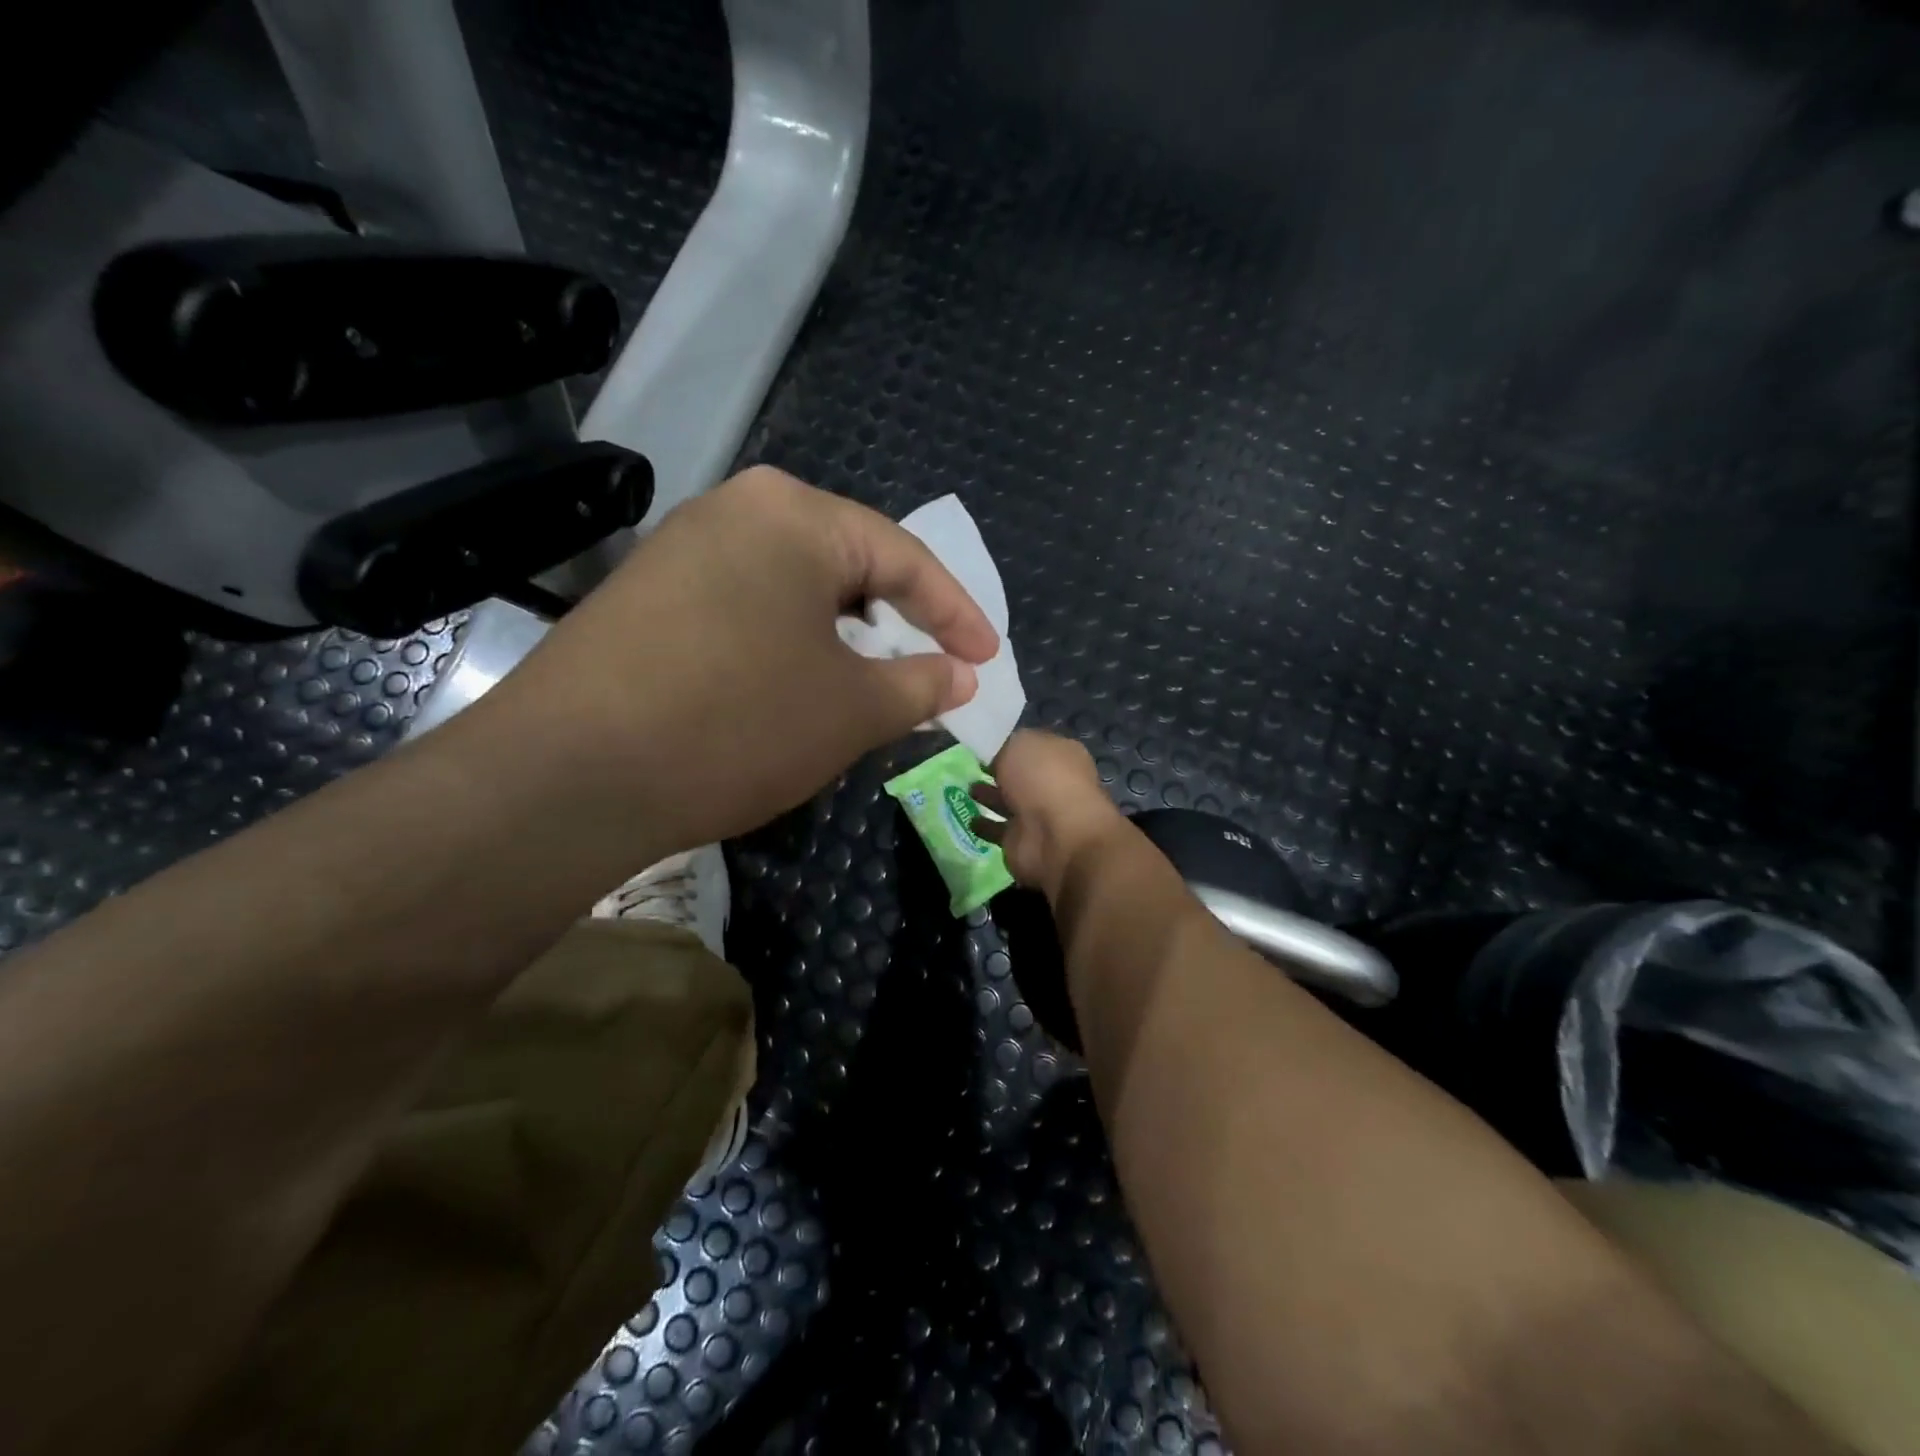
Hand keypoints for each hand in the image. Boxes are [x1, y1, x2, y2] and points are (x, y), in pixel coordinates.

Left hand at [481, 467, 998, 850]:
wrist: (566, 776)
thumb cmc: (736, 724)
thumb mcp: (852, 710)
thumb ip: (921, 685)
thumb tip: (960, 676)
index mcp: (795, 516)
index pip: (904, 558)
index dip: (957, 615)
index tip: (987, 660)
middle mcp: (735, 510)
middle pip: (846, 564)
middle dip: (897, 622)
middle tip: (931, 669)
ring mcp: (681, 548)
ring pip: (794, 588)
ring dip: (842, 637)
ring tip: (868, 684)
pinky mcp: (647, 594)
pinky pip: (746, 606)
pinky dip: (788, 643)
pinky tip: (791, 686)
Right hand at [979, 730, 1128, 897]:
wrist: (1055, 837)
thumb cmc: (1041, 779)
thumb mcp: (1017, 744)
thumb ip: (1002, 743)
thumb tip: (993, 748)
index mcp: (1061, 754)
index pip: (1032, 744)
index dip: (1010, 742)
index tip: (984, 742)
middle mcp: (1052, 784)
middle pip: (1021, 774)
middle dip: (999, 770)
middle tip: (972, 764)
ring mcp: (1038, 815)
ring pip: (1009, 802)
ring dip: (990, 796)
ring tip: (967, 787)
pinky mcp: (1022, 841)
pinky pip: (998, 829)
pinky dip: (985, 825)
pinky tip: (968, 818)